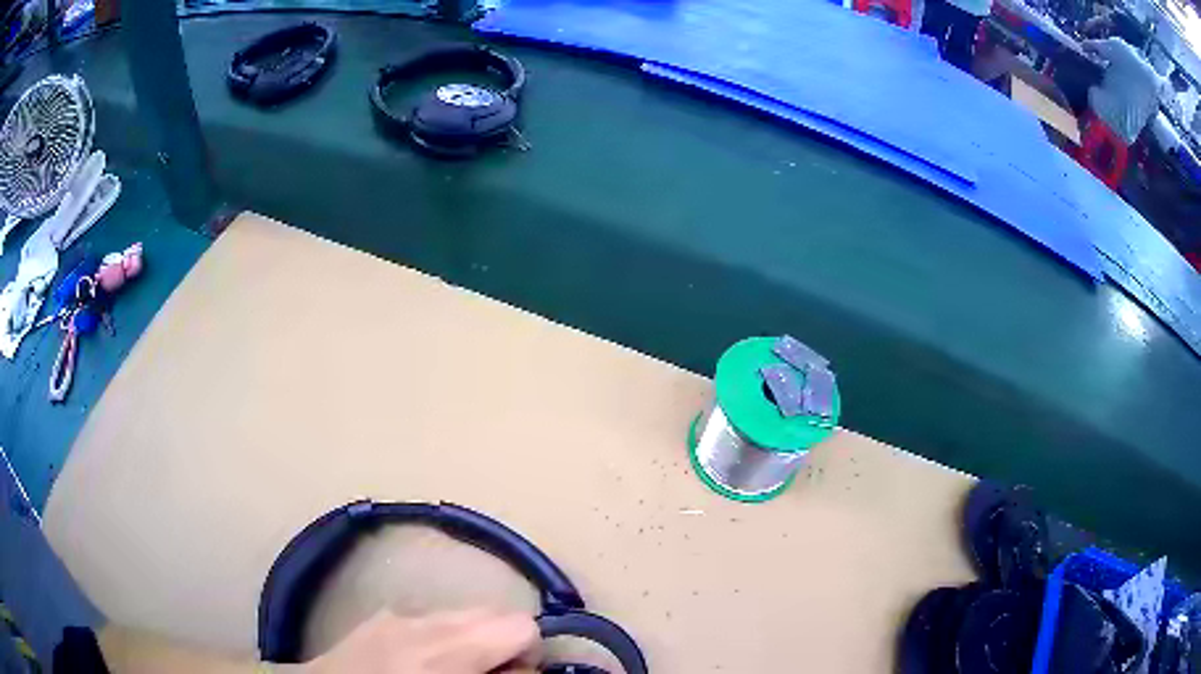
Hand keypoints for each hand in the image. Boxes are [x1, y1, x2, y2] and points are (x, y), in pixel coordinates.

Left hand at [298, 609, 539, 673]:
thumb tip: (524, 669)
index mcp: (447, 651)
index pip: (520, 625)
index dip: (528, 654)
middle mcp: (425, 623)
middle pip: (493, 614)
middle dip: (502, 645)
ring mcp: (398, 616)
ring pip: (462, 615)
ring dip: (472, 641)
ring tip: (454, 671)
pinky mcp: (380, 618)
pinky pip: (430, 619)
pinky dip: (441, 638)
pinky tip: (421, 664)